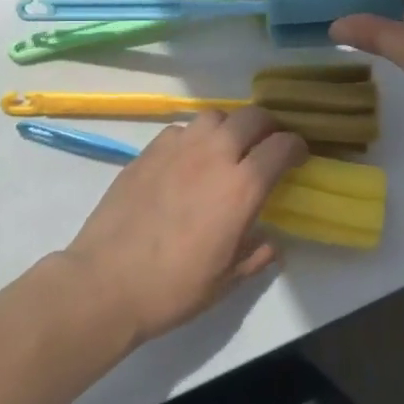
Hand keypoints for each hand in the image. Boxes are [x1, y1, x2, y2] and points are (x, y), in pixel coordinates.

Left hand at [60, 108, 306, 344]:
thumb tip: (272, 243)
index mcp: (242, 186)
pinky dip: (194, 138)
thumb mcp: (227, 280)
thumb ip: (257, 254)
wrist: (106, 283)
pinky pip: (180, 130)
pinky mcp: (148, 151)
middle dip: (268, 126)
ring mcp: (178, 148)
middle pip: (252, 117)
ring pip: (214, 115)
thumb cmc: (174, 288)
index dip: (296, 147)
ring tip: (227, 147)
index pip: (282, 146)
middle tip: (268, 144)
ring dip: (229, 126)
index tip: (298, 157)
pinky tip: (187, 161)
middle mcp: (214, 155)